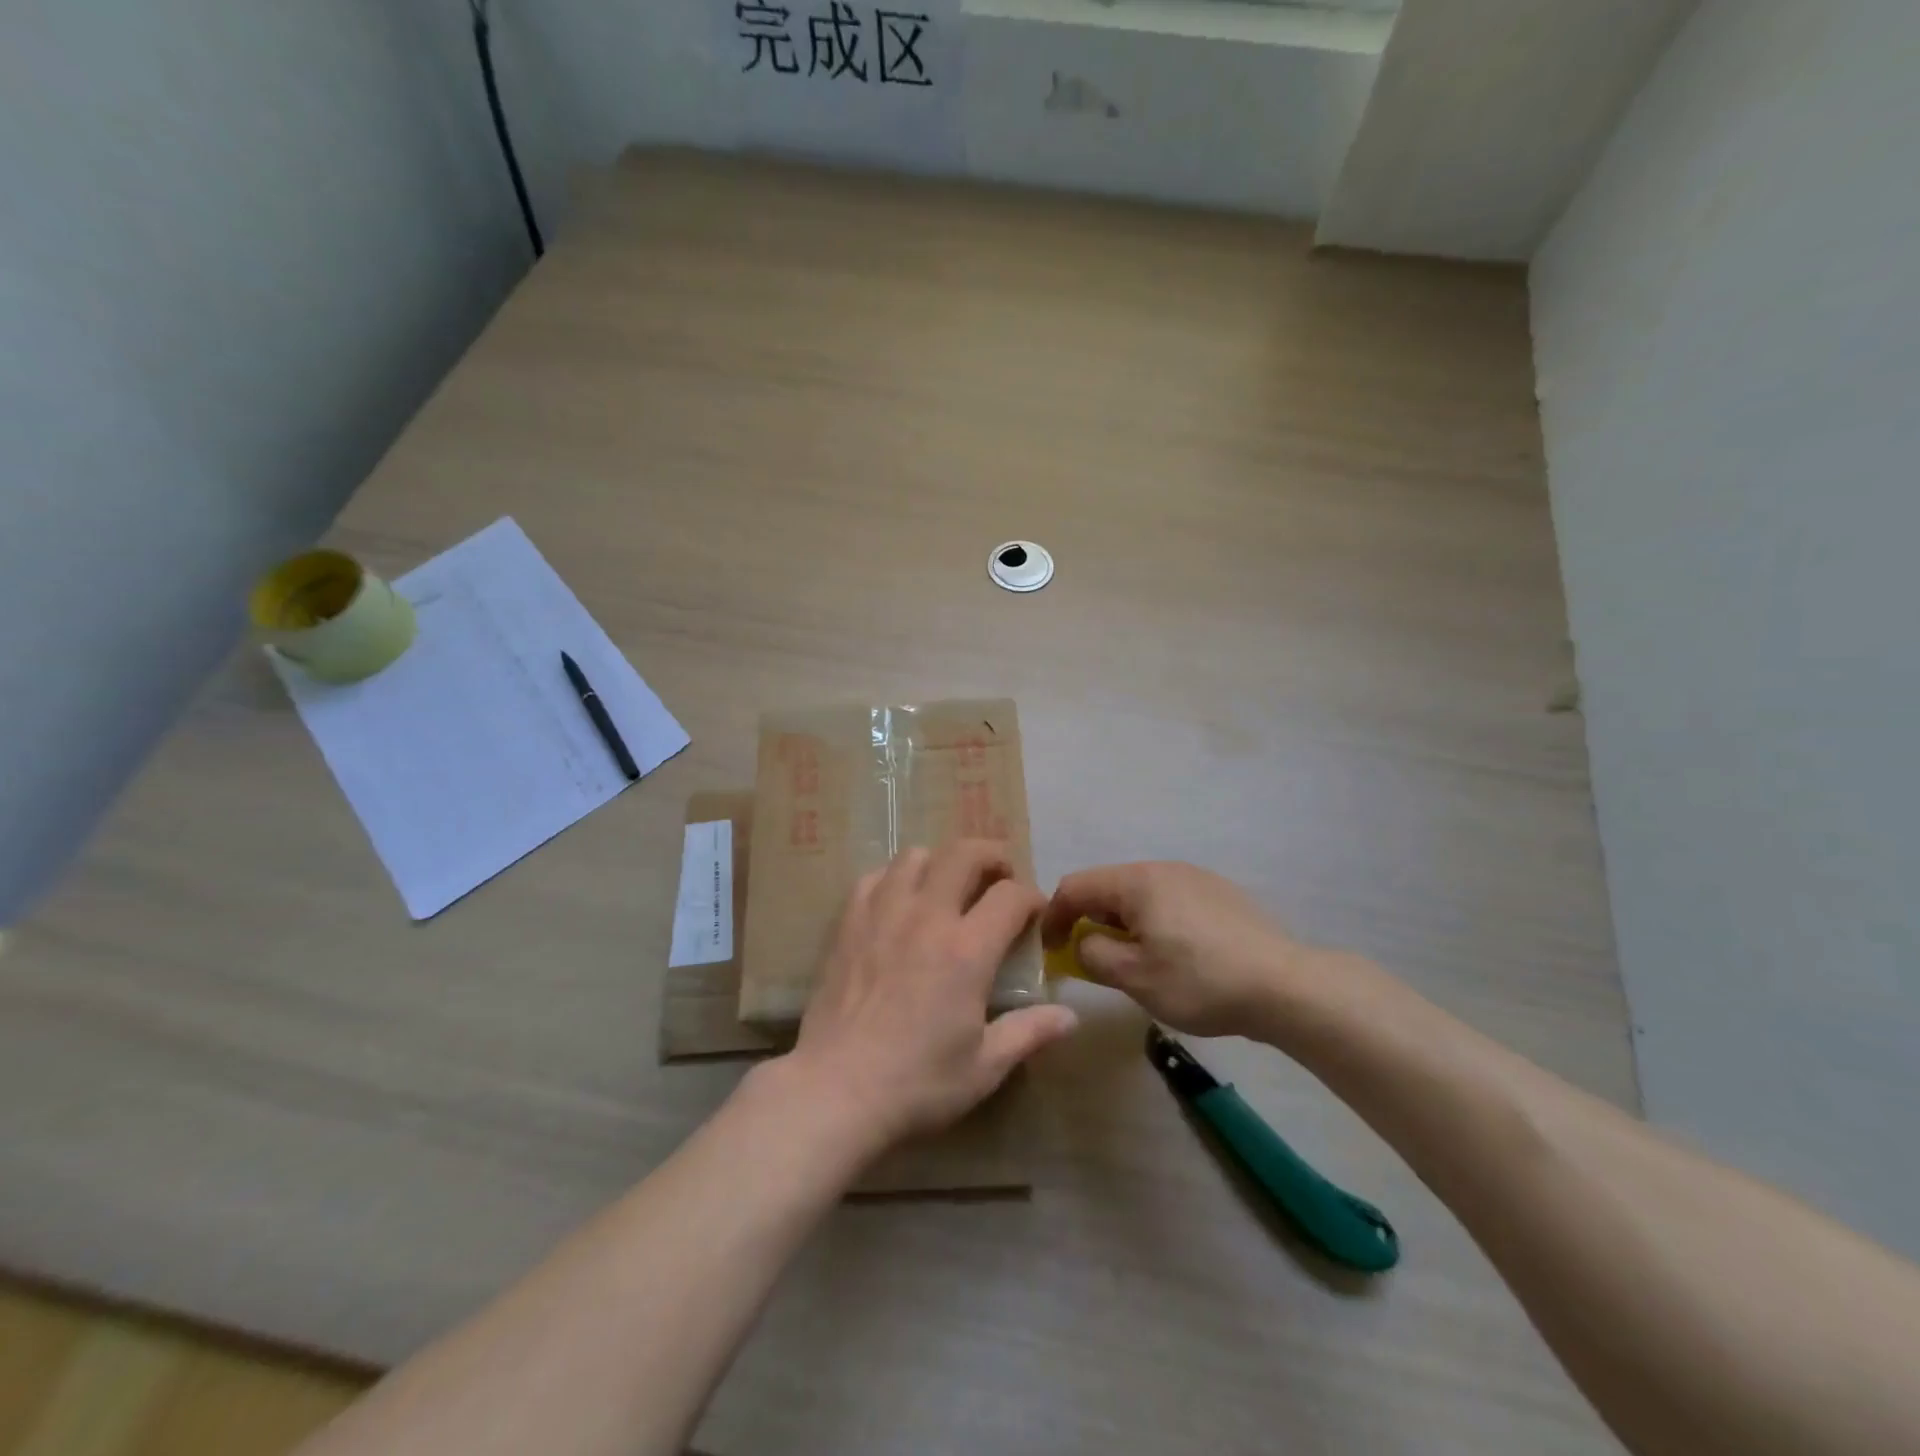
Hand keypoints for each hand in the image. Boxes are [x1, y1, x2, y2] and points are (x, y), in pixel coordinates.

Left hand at [786, 841, 1078, 1154]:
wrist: (835, 1090)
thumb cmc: (917, 1083)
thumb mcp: (985, 1067)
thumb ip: (1029, 1032)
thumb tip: (1071, 1016)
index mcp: (967, 950)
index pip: (1011, 895)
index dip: (1031, 897)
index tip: (1035, 913)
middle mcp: (927, 916)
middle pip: (965, 853)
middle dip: (992, 856)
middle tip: (1000, 878)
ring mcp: (883, 913)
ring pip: (917, 855)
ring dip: (941, 863)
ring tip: (948, 888)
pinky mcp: (848, 923)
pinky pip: (875, 877)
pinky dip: (895, 879)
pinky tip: (900, 904)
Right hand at [1042, 862, 1304, 1037]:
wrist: (1285, 986)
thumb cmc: (1200, 981)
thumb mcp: (1135, 978)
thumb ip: (1093, 956)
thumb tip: (1083, 943)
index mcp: (1136, 882)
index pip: (1075, 886)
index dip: (1053, 916)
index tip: (1049, 950)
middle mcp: (1163, 868)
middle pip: (1108, 887)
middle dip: (1090, 921)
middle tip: (1092, 960)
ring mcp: (1195, 877)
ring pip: (1140, 895)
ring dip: (1123, 923)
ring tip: (1134, 961)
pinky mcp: (1220, 894)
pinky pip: (1169, 900)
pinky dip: (1153, 922)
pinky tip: (1175, 955)